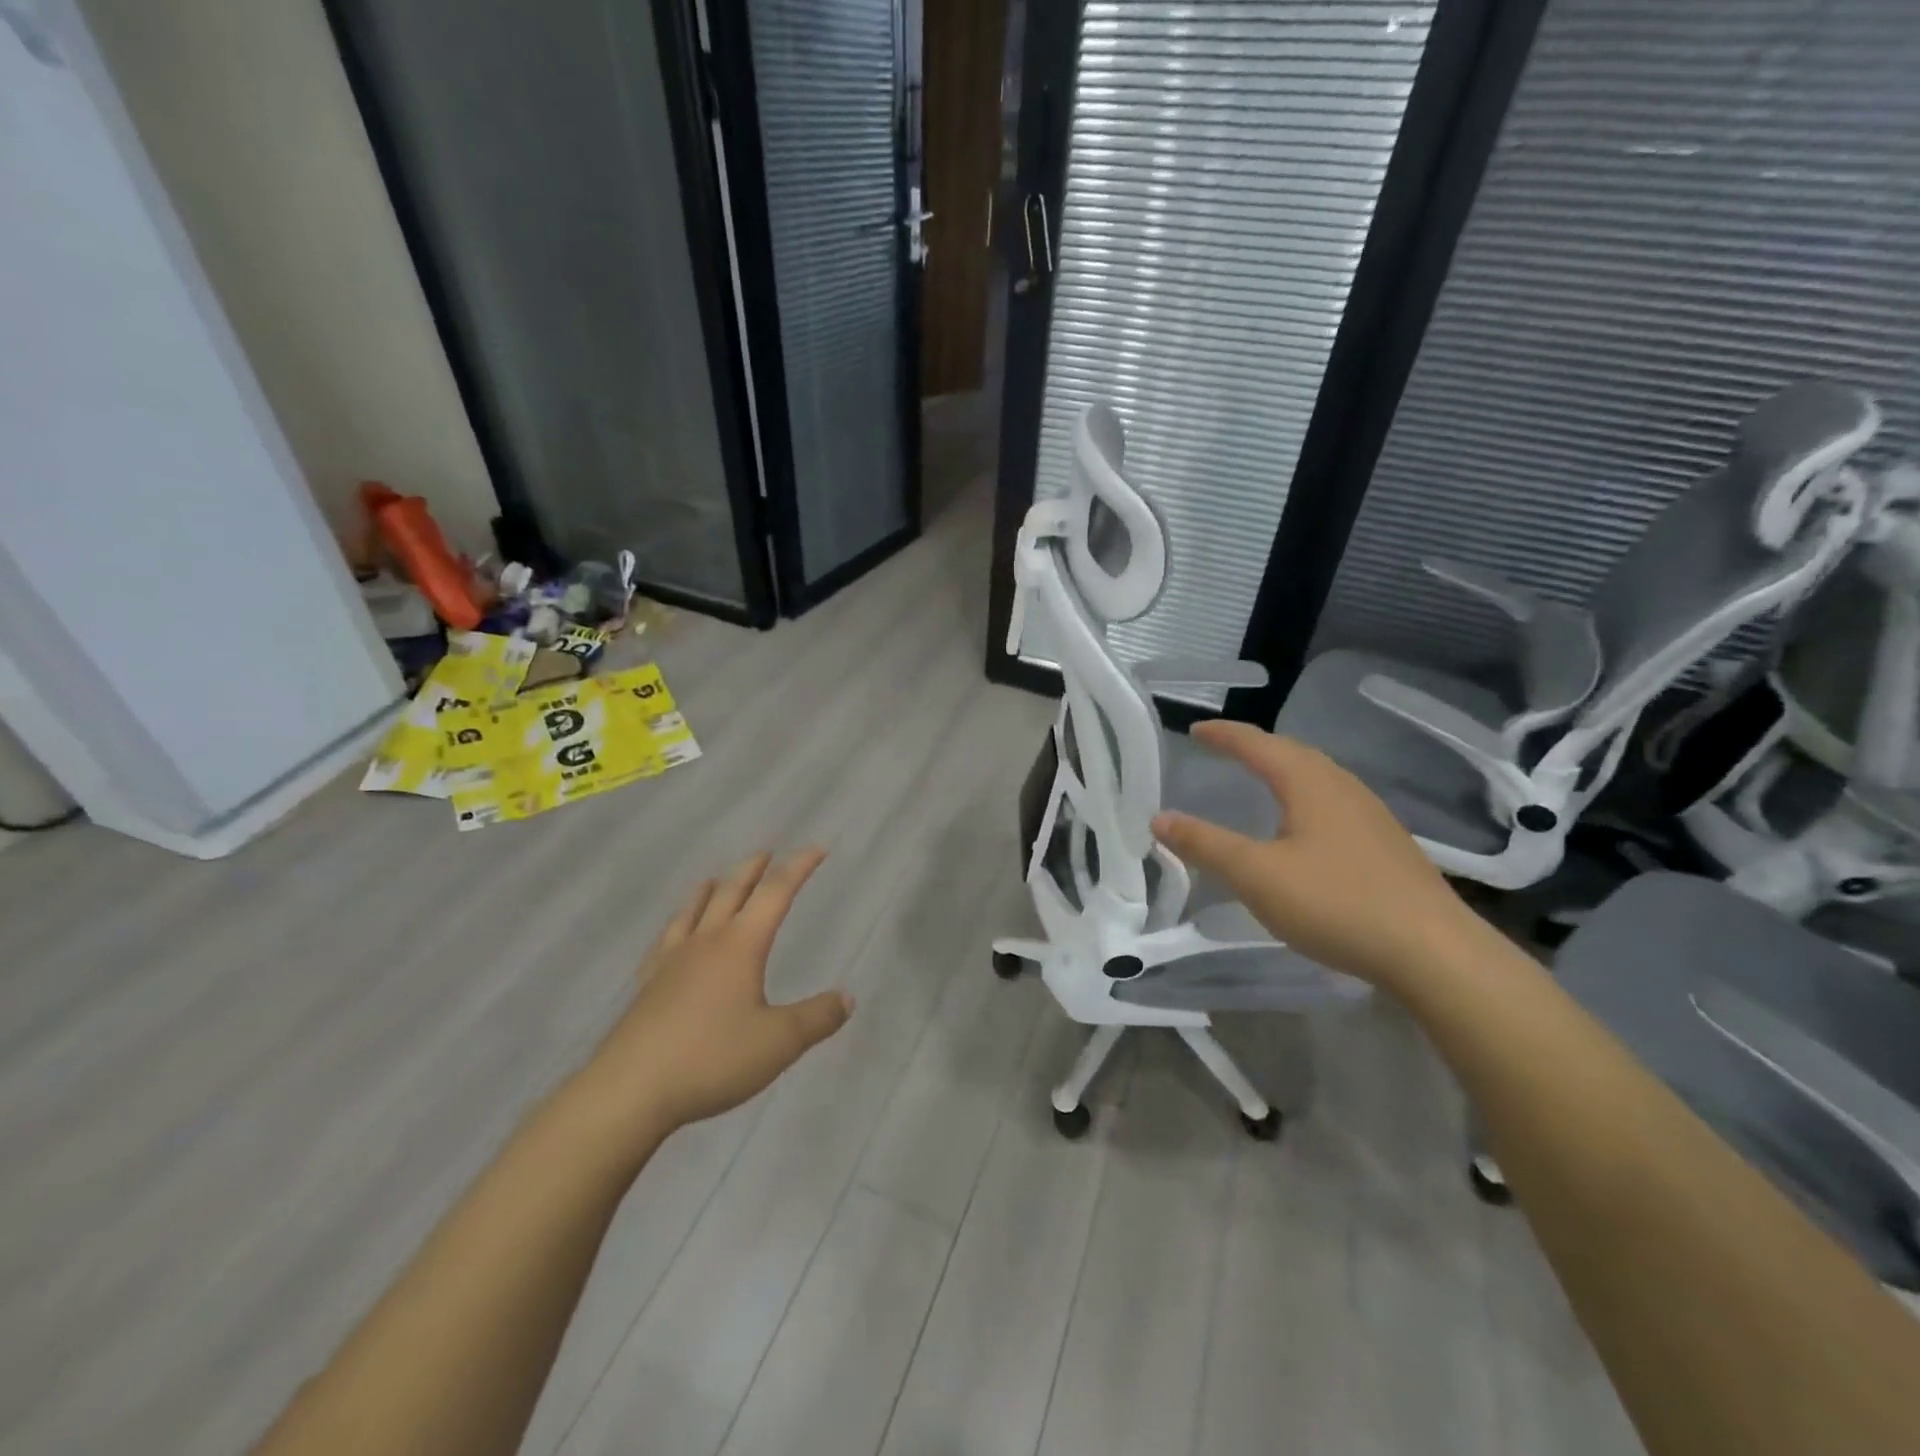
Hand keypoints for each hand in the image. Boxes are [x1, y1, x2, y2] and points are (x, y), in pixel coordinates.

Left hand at [573, 849, 852, 1145]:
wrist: (630, 1090)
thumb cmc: (711, 1059)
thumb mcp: (779, 1042)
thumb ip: (816, 1017)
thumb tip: (847, 998)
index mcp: (740, 945)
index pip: (776, 893)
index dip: (798, 868)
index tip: (817, 849)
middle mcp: (705, 942)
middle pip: (731, 892)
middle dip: (753, 870)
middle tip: (766, 854)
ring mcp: (671, 962)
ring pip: (693, 911)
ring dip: (710, 889)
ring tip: (715, 879)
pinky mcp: (647, 986)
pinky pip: (664, 942)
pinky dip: (675, 926)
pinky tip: (671, 936)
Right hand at [1151, 722, 1474, 988]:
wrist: (1434, 952)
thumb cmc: (1337, 903)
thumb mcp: (1257, 875)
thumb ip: (1206, 844)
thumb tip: (1160, 818)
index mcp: (1310, 783)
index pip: (1258, 744)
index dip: (1224, 735)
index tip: (1195, 730)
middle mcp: (1343, 787)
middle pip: (1293, 752)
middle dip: (1254, 746)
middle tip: (1223, 749)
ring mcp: (1371, 815)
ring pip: (1318, 776)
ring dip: (1283, 769)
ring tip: (1259, 778)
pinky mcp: (1386, 844)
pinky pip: (1333, 801)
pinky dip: (1303, 796)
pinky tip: (1302, 826)